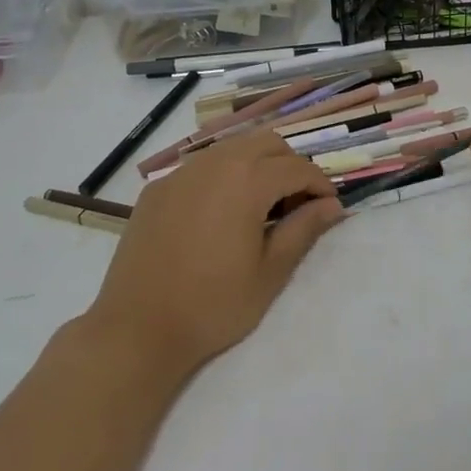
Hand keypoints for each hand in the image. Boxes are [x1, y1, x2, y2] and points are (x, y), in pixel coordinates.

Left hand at [81, 130, 344, 374]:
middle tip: (298, 203)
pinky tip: (221, 213)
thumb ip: (303, 230)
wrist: (137, 329)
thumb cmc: (213, 305)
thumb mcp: (270, 272)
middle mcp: (215, 163)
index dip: (320, 185)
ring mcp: (181, 172)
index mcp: (247, 180)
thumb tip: (332, 205)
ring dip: (257, 164)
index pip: (297, 167)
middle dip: (290, 165)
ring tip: (262, 205)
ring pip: (232, 148)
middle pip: (267, 142)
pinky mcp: (157, 188)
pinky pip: (201, 167)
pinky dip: (223, 176)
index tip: (329, 208)